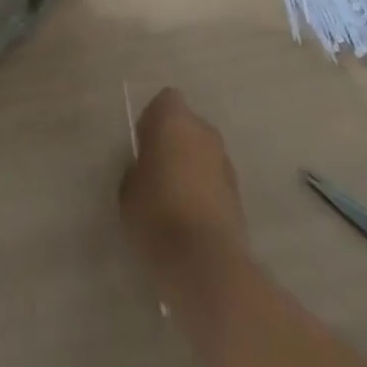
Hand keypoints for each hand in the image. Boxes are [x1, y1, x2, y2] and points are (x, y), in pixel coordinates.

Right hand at [120, 89, 249, 281]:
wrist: (207, 264)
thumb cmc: (157, 215)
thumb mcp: (127, 189)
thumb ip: (137, 167)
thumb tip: (147, 168)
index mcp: (174, 119)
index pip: (164, 101)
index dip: (152, 121)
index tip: (142, 145)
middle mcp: (204, 132)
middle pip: (187, 126)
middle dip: (174, 142)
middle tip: (156, 171)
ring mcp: (226, 163)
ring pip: (203, 154)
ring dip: (191, 167)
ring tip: (173, 199)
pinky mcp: (239, 195)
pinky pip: (214, 181)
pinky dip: (204, 191)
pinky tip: (190, 219)